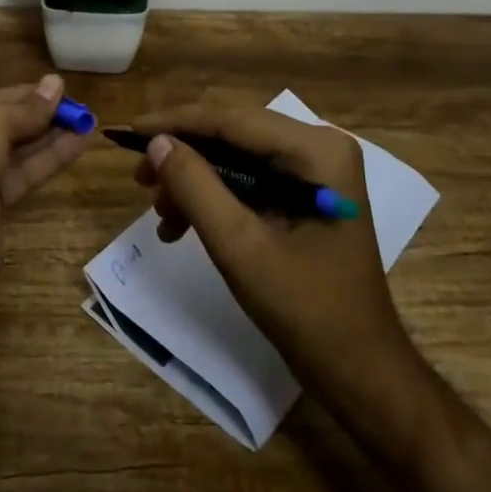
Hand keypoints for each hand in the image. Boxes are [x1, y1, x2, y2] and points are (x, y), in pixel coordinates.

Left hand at [0, 74, 89, 286]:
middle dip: (35, 116)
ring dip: (47, 137)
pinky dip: (46, 161)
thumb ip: (26, 107)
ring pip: (10, 153)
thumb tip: (56, 83)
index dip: (18, 93)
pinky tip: (77, 145)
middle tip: (75, 105)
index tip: (55, 87)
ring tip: (86, 121)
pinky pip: (19, 177)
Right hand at [132, 99, 415, 395]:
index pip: (232, 119)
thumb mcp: (239, 247)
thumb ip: (195, 187)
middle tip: (139, 179)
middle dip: (184, 155)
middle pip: (233, 133)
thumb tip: (157, 142)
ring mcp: (316, 168)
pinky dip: (215, 196)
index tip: (129, 131)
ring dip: (195, 180)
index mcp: (316, 150)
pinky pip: (250, 177)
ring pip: (236, 155)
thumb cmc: (306, 310)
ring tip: (161, 215)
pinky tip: (184, 225)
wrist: (361, 371)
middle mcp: (320, 146)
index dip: (177, 123)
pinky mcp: (308, 191)